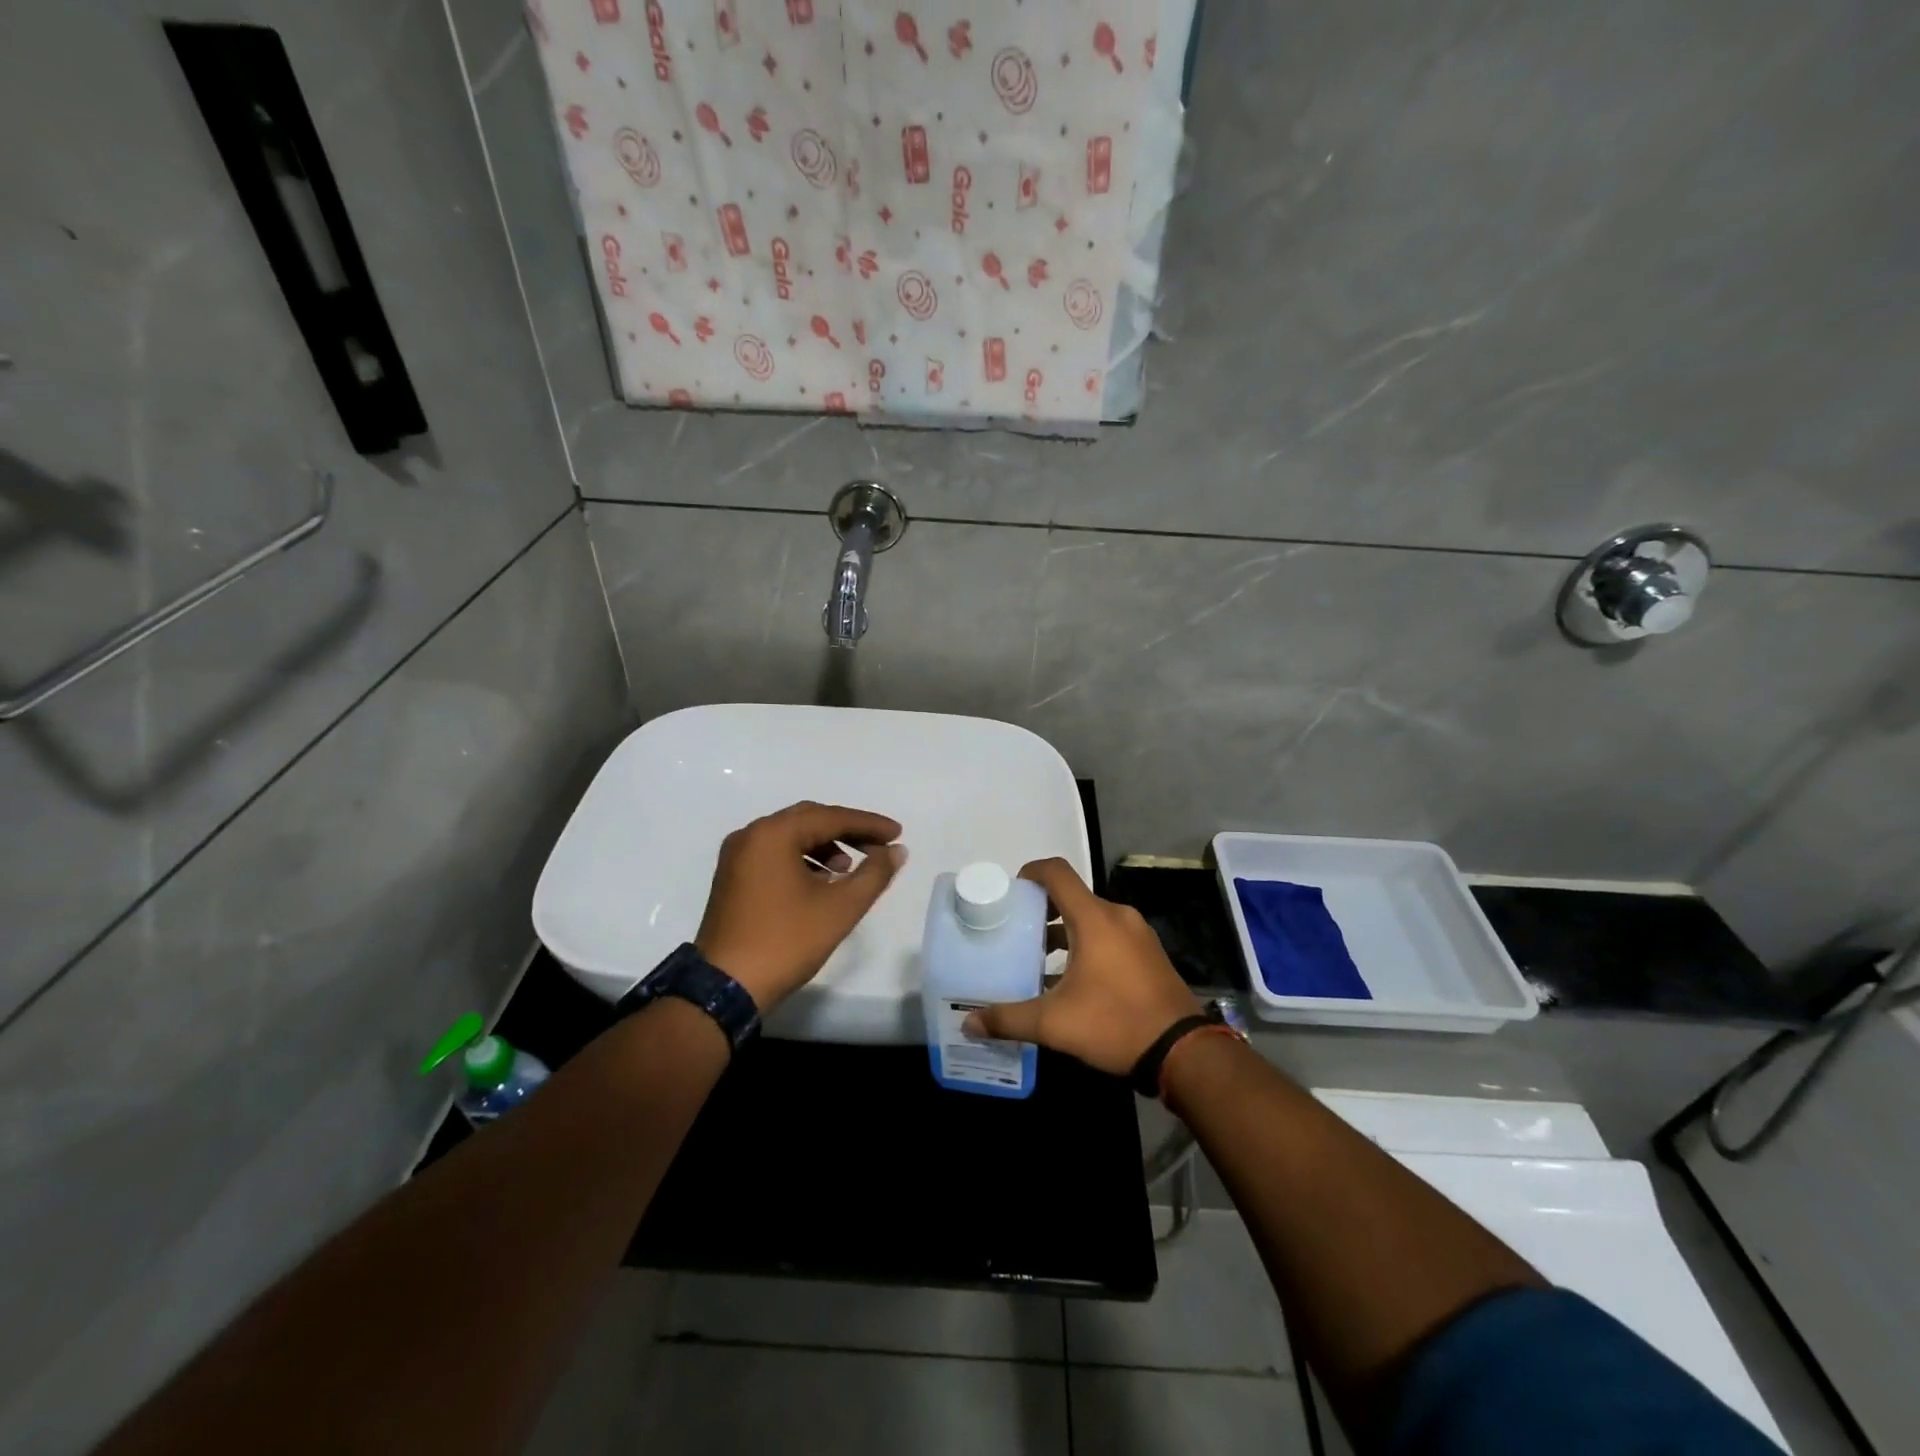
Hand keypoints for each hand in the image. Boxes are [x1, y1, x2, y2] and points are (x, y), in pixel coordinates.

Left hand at [695, 801, 906, 1012]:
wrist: (726, 987)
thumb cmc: (786, 941)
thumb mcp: (840, 908)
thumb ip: (874, 874)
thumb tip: (897, 851)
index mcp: (773, 834)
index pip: (831, 818)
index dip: (868, 824)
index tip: (897, 833)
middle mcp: (751, 835)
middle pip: (809, 820)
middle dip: (847, 831)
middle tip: (879, 846)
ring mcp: (737, 856)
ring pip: (791, 837)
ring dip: (825, 846)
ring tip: (849, 870)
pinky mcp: (732, 877)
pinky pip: (774, 854)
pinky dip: (802, 859)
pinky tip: (821, 882)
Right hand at [963, 857, 1200, 1075]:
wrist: (1182, 1051)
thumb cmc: (1114, 1024)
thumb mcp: (1054, 1024)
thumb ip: (1009, 1019)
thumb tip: (969, 1022)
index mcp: (1094, 918)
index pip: (1057, 873)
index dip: (1031, 872)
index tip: (1011, 891)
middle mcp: (1117, 916)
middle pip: (1073, 896)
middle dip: (1043, 909)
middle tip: (1017, 931)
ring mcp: (1138, 934)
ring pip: (1092, 918)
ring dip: (1065, 930)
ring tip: (1040, 959)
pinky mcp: (1150, 954)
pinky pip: (1110, 935)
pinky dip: (1087, 943)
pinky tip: (1073, 979)